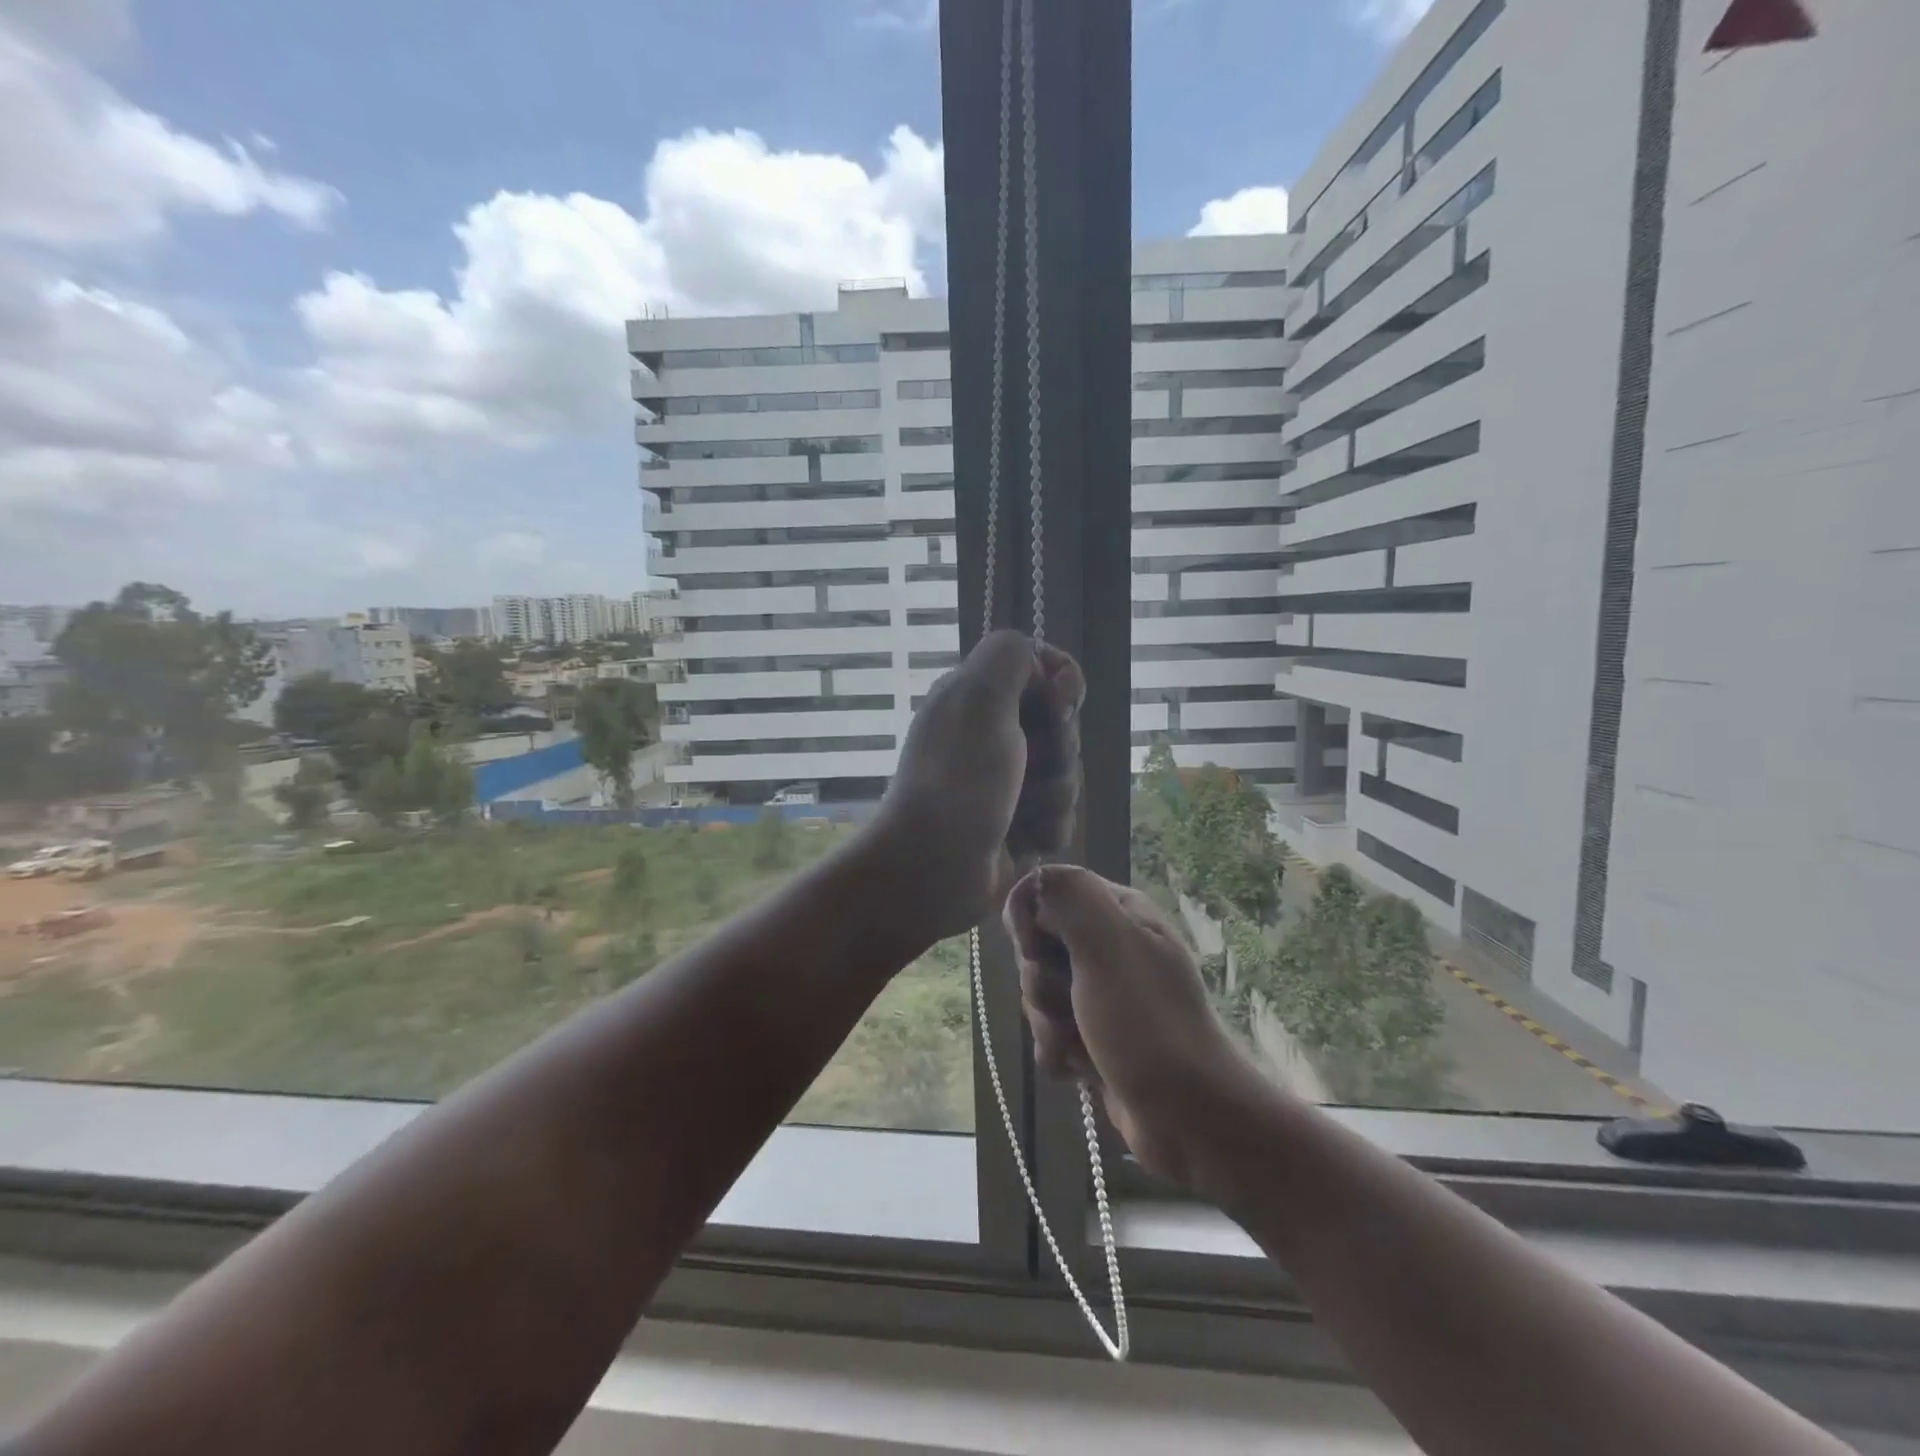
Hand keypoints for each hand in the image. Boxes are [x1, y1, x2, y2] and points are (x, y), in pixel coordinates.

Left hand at [872, 630, 1084, 944]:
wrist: (933, 869)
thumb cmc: (959, 779)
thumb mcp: (979, 698)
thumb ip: (1009, 657)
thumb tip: (1040, 664)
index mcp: (976, 697)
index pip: (1040, 668)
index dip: (1061, 681)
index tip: (1062, 703)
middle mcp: (990, 734)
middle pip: (1061, 724)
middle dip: (1059, 749)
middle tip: (1031, 766)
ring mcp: (1004, 781)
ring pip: (1066, 773)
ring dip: (1053, 794)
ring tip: (1020, 813)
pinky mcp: (1017, 824)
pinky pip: (1059, 815)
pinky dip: (1047, 827)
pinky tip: (1024, 840)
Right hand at [1004, 864, 1251, 1187]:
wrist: (1192, 1121)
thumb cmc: (1149, 1025)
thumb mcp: (1110, 946)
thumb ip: (1070, 897)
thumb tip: (1036, 882)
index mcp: (1119, 912)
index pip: (1046, 891)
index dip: (1031, 921)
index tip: (1037, 950)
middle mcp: (1111, 946)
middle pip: (1036, 947)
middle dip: (1041, 984)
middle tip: (1071, 1005)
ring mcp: (1103, 994)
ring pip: (1039, 994)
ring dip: (1050, 1025)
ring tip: (1083, 1047)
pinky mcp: (1097, 1037)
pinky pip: (1051, 1033)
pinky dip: (1060, 1054)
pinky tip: (1083, 1071)